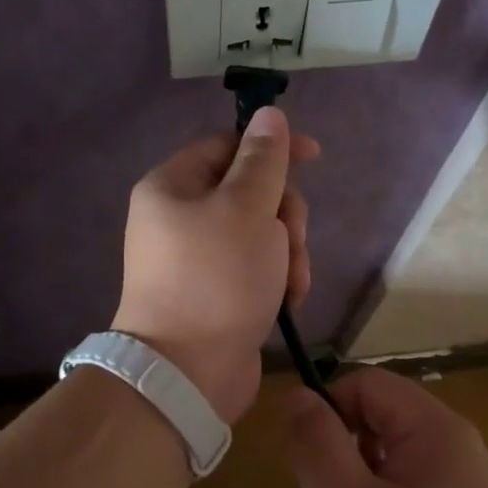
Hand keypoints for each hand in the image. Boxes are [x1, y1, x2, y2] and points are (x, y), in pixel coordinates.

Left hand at [112, 107, 318, 422]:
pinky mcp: (215, 292)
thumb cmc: (216, 279)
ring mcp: (197, 258)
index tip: (314, 158)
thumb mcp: (246, 208)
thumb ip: (263, 160)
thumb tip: (269, 115)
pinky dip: (276, 278)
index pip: (229, 147)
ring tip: (292, 281)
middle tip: (293, 239)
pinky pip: (255, 267)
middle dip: (284, 214)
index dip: (273, 149)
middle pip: (249, 191)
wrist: (188, 372)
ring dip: (287, 251)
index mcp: (173, 186)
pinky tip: (287, 300)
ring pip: (260, 232)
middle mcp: (179, 217)